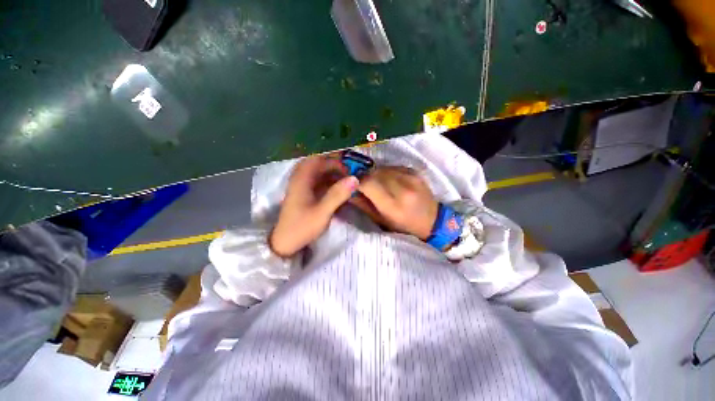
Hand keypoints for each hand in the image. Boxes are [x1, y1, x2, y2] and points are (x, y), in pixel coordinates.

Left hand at [269, 155, 358, 257]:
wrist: (284, 243)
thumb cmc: (302, 227)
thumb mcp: (322, 212)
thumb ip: (337, 194)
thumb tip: (354, 178)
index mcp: (302, 180)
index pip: (318, 160)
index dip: (334, 162)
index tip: (348, 169)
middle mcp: (299, 180)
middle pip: (316, 164)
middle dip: (333, 167)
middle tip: (347, 173)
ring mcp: (300, 187)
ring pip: (316, 173)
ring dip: (330, 174)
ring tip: (344, 180)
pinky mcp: (302, 194)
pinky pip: (315, 182)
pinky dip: (326, 182)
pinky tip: (335, 188)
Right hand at [352, 166, 438, 240]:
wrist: (432, 221)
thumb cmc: (403, 226)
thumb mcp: (381, 221)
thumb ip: (363, 205)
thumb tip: (349, 191)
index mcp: (393, 205)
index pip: (368, 183)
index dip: (357, 182)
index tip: (353, 186)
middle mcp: (402, 188)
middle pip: (374, 173)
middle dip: (365, 177)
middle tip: (362, 184)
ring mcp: (411, 178)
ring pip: (383, 168)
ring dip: (375, 174)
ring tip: (376, 183)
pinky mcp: (415, 172)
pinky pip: (393, 167)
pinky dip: (386, 172)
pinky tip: (388, 180)